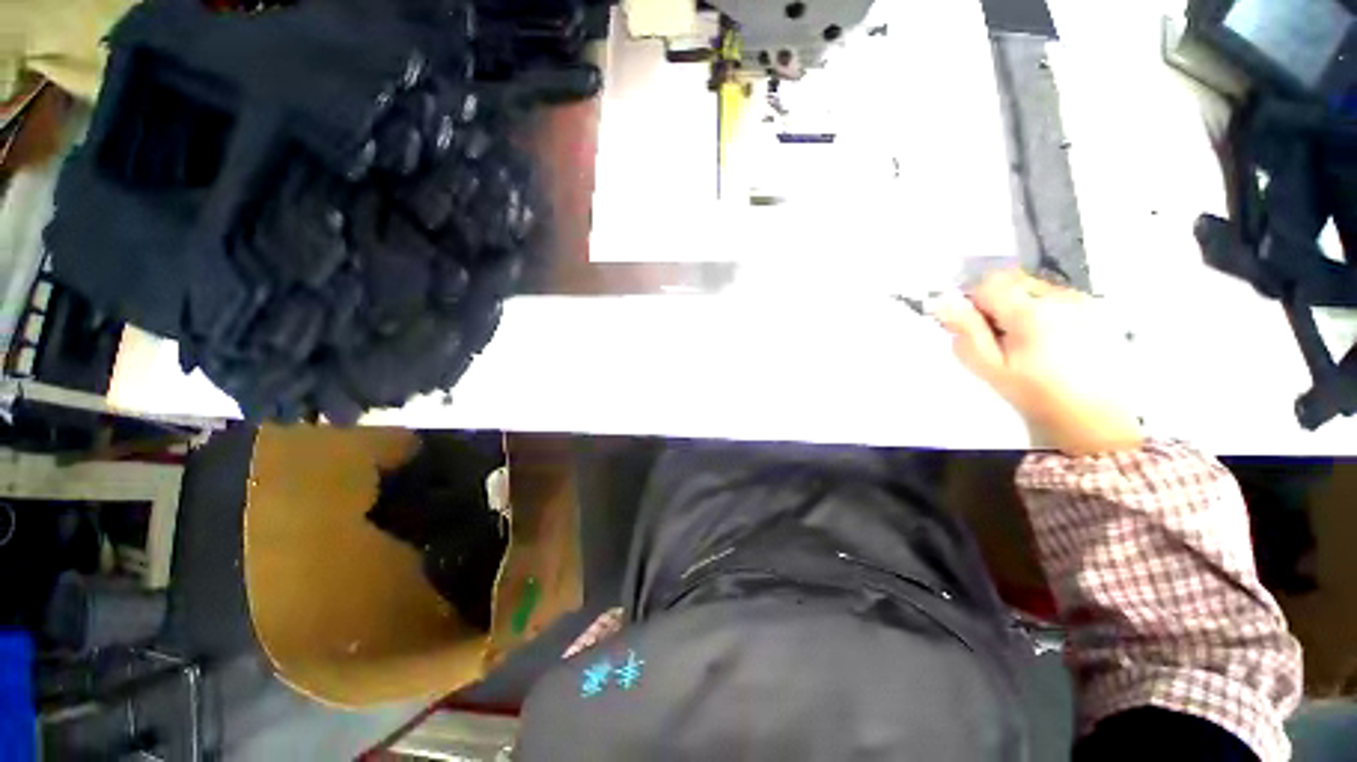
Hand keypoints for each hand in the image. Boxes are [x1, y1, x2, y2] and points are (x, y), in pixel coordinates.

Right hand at [933, 270, 1142, 455]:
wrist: (1094, 417)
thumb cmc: (1036, 394)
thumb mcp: (991, 368)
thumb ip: (967, 333)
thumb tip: (942, 304)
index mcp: (1031, 313)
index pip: (990, 283)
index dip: (974, 300)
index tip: (975, 325)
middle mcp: (1061, 297)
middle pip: (1015, 280)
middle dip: (998, 300)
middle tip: (998, 335)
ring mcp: (1085, 301)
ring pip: (1036, 287)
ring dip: (1022, 305)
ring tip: (1026, 341)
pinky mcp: (1098, 310)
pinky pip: (1059, 296)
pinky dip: (1045, 310)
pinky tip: (1051, 341)